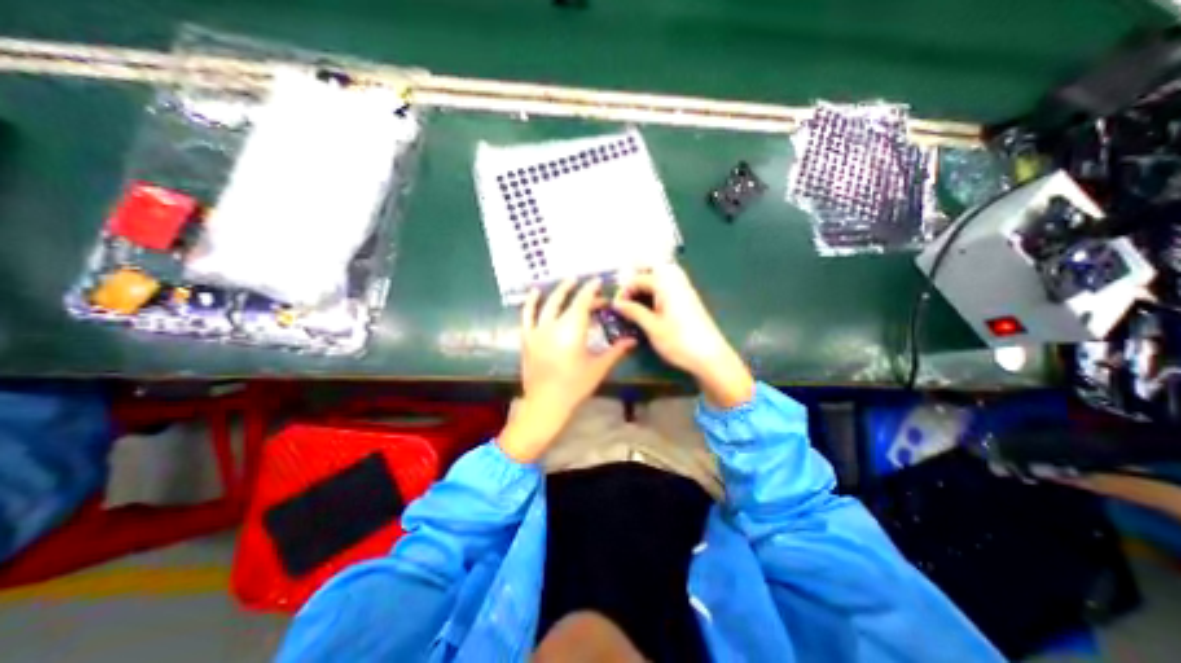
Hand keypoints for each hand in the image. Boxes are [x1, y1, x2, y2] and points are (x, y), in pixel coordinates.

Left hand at [495, 278, 635, 460]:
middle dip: (579, 291)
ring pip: (548, 304)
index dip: (592, 289)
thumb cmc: (575, 386)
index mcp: (573, 329)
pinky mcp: (527, 338)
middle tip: (590, 288)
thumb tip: (633, 340)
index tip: (599, 281)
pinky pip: (527, 315)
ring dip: (558, 291)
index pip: (583, 301)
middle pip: (567, 300)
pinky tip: (535, 292)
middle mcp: (554, 324)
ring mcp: (538, 330)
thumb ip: (616, 351)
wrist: (546, 403)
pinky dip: (531, 302)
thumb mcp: (598, 367)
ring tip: (568, 281)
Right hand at [613, 263, 751, 408]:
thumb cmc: (678, 341)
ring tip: (636, 297)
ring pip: (664, 275)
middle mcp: (676, 282)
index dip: (625, 290)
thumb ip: (634, 312)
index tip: (616, 305)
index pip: (639, 279)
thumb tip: (617, 303)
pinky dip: (658, 289)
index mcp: (666, 285)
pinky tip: (651, 304)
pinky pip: (671, 285)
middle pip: (654, 268)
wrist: (710, 356)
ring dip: (648, 281)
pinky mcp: (689, 300)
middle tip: (626, 294)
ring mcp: (685, 290)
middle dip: (637, 276)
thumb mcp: (652, 327)